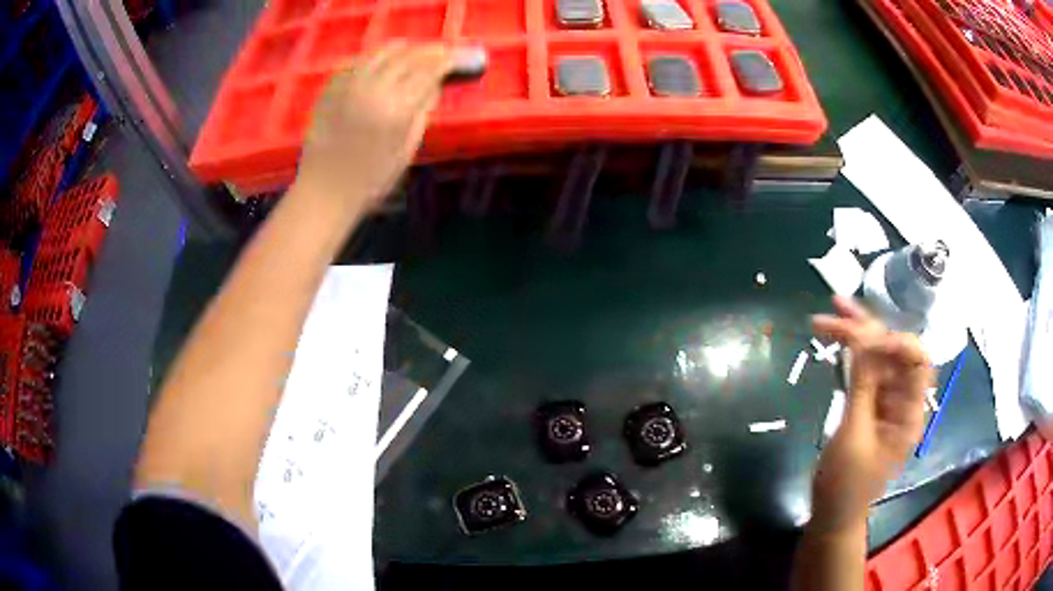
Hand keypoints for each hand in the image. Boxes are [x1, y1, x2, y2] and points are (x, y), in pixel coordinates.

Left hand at [294, 43, 458, 212]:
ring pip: (379, 53)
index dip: (444, 61)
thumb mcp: (406, 150)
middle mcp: (373, 89)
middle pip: (406, 57)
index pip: (427, 72)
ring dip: (400, 49)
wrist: (325, 190)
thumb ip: (422, 114)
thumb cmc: (371, 179)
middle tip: (437, 52)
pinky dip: (372, 58)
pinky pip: (355, 63)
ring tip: (410, 51)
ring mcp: (348, 86)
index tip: (454, 58)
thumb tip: (435, 86)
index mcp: (397, 108)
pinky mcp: (330, 89)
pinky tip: (378, 62)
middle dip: (426, 52)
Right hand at [809, 296, 933, 533]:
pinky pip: (864, 370)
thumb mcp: (854, 438)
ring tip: (829, 313)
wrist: (833, 514)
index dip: (897, 343)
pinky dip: (851, 354)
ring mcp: (885, 401)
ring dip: (856, 333)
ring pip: (877, 356)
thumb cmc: (846, 485)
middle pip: (894, 352)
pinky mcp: (868, 404)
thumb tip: (865, 339)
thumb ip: (863, 387)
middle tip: (836, 308)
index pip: (918, 362)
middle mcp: (902, 400)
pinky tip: (836, 340)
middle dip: (869, 328)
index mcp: (910, 413)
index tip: (866, 340)